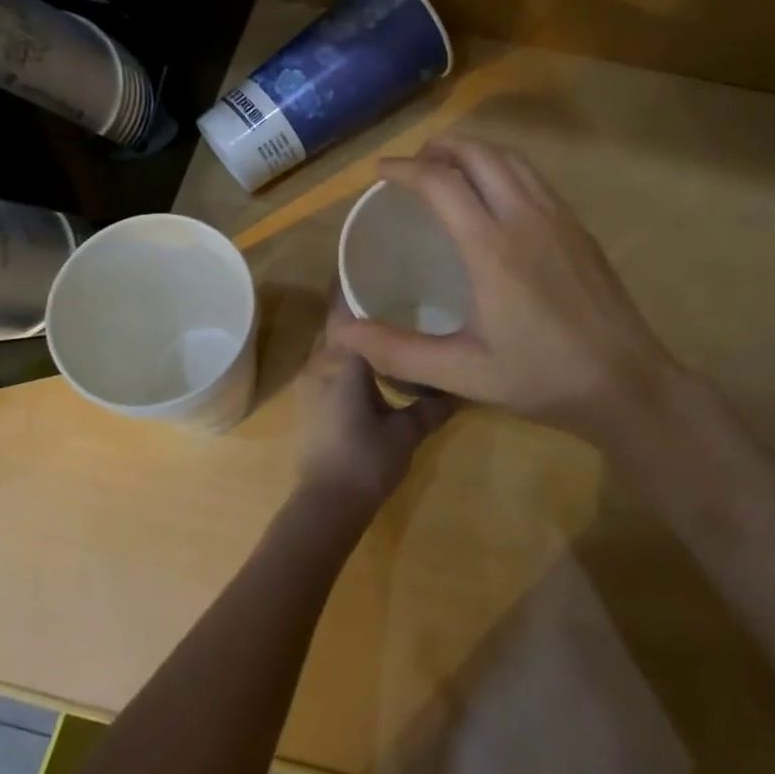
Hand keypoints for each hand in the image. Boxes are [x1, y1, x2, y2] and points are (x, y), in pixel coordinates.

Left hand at [295, 298, 454, 514]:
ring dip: (352, 332)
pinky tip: (371, 359)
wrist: (326, 505)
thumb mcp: (408, 432)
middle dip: (357, 306)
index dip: (358, 287)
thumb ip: (434, 406)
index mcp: (343, 362)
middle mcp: (320, 364)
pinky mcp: (312, 403)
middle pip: (336, 324)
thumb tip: (463, 388)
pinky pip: (328, 364)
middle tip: (391, 290)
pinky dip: (346, 354)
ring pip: (330, 344)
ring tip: (385, 319)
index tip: (380, 268)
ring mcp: (311, 384)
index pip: (345, 311)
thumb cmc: (366, 460)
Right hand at [330, 139, 685, 445]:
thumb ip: (398, 350)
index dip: (404, 169)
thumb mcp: (463, 372)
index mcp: (492, 246)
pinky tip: (496, 196)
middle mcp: (525, 217)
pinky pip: (534, 178)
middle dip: (440, 148)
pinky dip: (503, 168)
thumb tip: (342, 331)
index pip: (440, 183)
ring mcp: (559, 218)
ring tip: (449, 168)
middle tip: (412, 165)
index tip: (380, 172)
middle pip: (479, 154)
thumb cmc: (542, 377)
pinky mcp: (579, 228)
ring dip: (474, 152)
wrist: (627, 383)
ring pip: (511, 159)